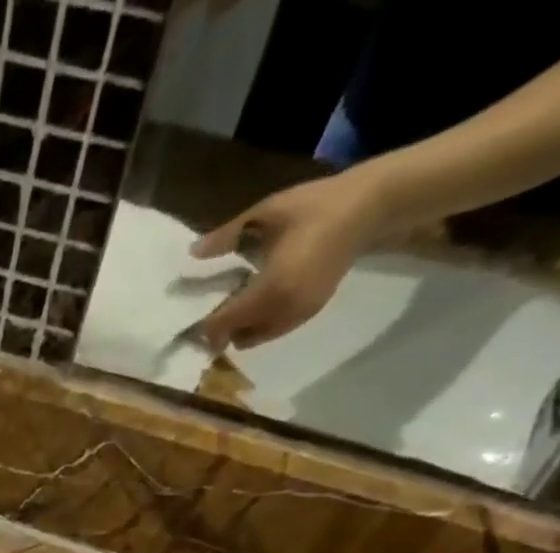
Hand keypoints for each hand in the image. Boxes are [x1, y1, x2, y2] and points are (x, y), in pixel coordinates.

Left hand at [187, 170, 389, 350]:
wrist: (369, 209)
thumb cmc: (316, 206)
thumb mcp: (267, 213)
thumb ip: (227, 236)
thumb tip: (193, 252)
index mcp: (270, 289)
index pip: (224, 322)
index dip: (204, 324)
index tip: (190, 317)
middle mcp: (282, 311)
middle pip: (236, 337)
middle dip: (220, 330)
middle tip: (210, 309)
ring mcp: (297, 316)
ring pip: (253, 339)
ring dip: (239, 329)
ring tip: (233, 303)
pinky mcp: (308, 314)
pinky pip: (271, 332)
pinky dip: (257, 324)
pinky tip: (256, 300)